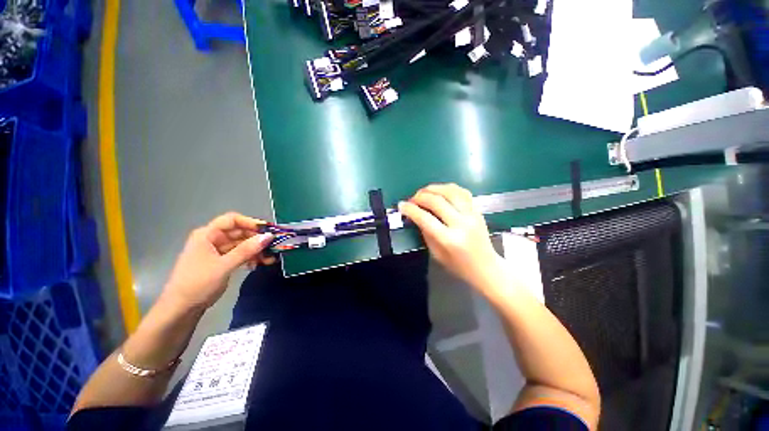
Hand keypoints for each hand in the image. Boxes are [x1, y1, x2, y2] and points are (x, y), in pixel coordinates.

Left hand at [162, 212, 274, 310]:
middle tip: (273, 247)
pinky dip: (250, 257)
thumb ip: (247, 250)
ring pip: (241, 244)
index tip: (268, 231)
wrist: (181, 309)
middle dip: (257, 239)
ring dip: (256, 250)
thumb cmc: (198, 283)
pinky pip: (239, 254)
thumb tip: (269, 236)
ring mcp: (217, 251)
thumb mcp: (224, 265)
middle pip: (239, 232)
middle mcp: (213, 239)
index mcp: (208, 234)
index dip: (251, 222)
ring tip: (269, 259)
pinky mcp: (221, 262)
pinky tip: (259, 264)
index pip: (232, 220)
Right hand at [399, 184, 503, 290]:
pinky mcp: (478, 210)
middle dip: (420, 196)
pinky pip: (462, 192)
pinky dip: (449, 188)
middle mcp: (461, 224)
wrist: (486, 268)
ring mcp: (472, 215)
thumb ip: (425, 233)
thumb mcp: (436, 254)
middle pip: (437, 201)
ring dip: (434, 188)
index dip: (410, 210)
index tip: (401, 205)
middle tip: (412, 199)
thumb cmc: (459, 266)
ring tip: (424, 192)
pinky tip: (440, 191)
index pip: (425, 219)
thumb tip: (416, 215)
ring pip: (451, 191)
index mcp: (449, 240)